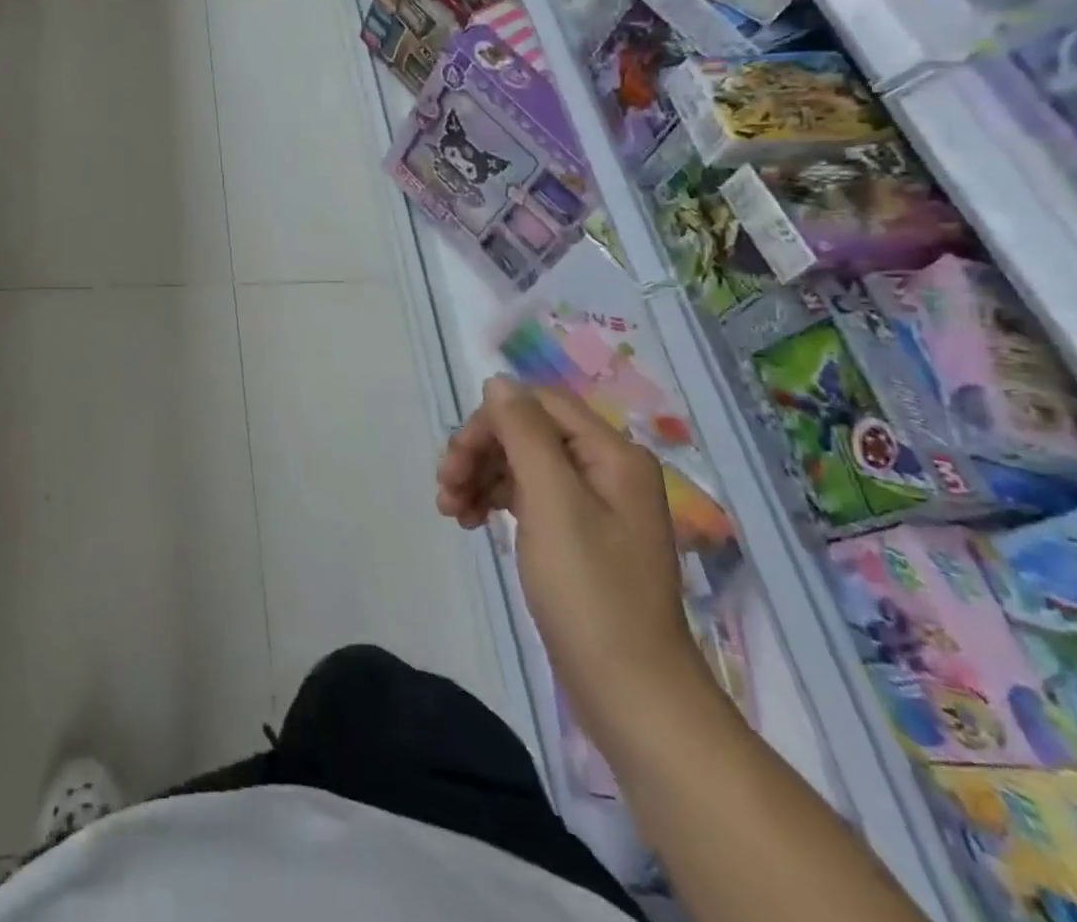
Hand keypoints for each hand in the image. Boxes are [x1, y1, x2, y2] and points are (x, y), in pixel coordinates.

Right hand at [437, 376, 709, 749]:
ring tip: (452, 512)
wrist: (631, 693)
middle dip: (480, 452)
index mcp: (611, 454)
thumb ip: (524, 434)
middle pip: (527, 432)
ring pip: (522, 464)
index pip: (537, 405)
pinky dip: (495, 501)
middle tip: (445, 488)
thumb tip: (498, 382)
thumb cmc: (591, 593)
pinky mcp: (578, 536)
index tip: (456, 460)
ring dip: (481, 476)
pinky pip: (528, 496)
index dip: (490, 422)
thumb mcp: (552, 503)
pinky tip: (473, 522)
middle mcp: (606, 469)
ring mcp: (593, 505)